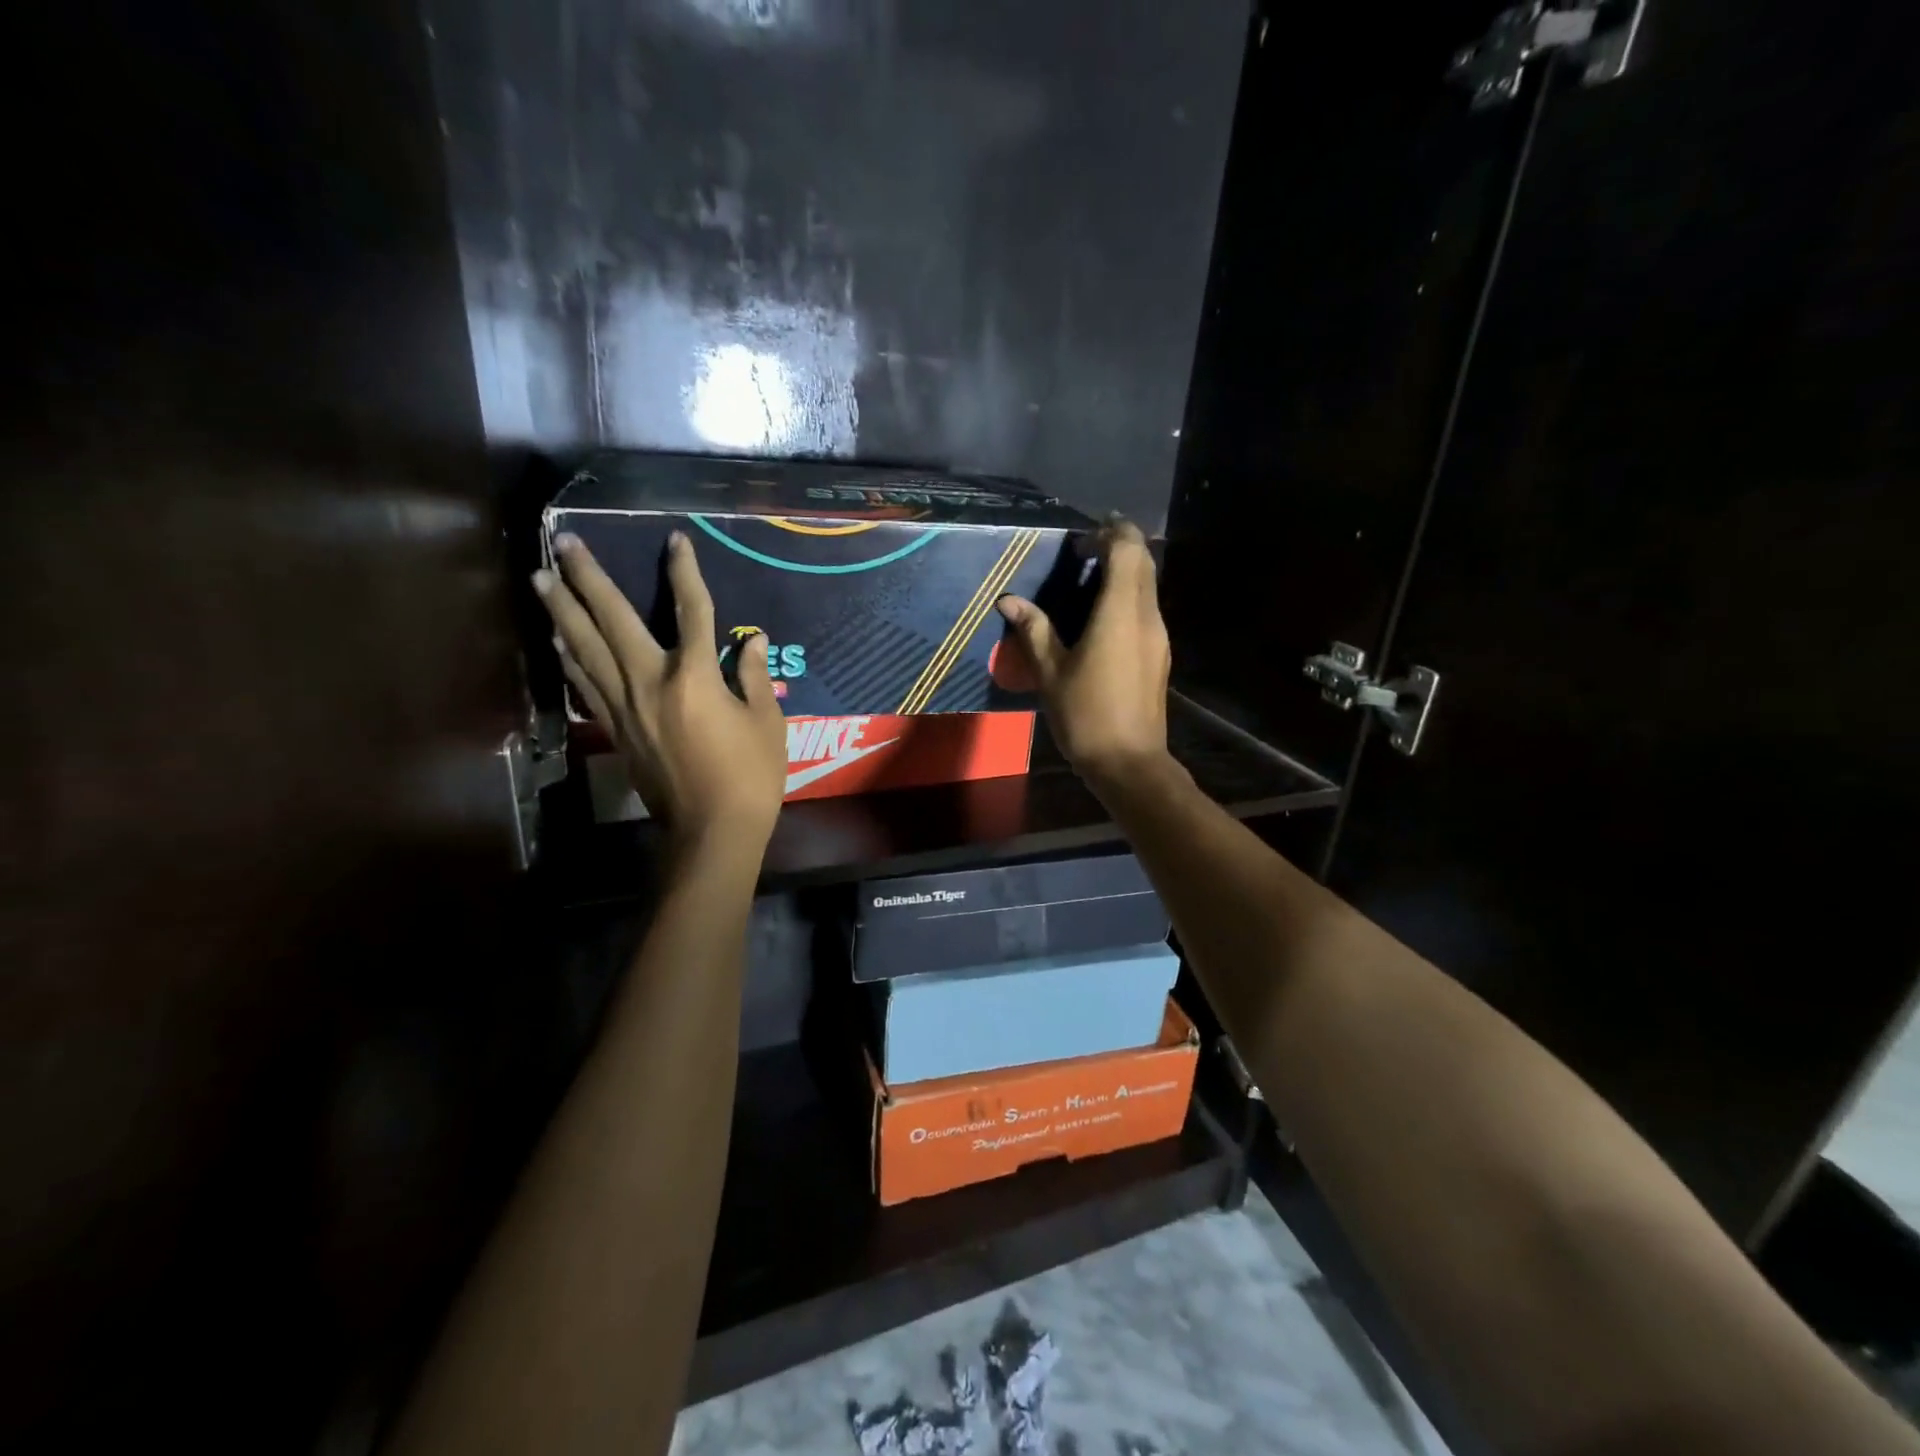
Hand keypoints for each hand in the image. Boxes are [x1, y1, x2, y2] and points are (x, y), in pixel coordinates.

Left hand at [534, 531, 786, 852]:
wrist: (711, 830)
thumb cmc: (751, 776)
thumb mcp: (767, 723)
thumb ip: (756, 677)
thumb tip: (754, 641)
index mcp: (696, 677)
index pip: (691, 611)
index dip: (684, 573)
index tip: (675, 540)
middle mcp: (651, 682)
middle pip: (614, 620)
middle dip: (590, 578)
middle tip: (565, 543)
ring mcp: (626, 707)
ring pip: (587, 649)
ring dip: (563, 611)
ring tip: (542, 579)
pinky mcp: (616, 730)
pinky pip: (586, 685)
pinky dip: (569, 659)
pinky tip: (557, 640)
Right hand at [995, 517, 1171, 789]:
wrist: (1129, 762)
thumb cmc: (1086, 715)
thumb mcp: (1050, 672)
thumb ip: (1033, 629)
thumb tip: (1008, 600)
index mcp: (1120, 613)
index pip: (1128, 550)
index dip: (1110, 532)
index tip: (1083, 535)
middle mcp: (1147, 616)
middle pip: (1144, 562)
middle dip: (1118, 545)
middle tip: (1083, 550)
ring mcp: (1158, 635)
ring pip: (1148, 585)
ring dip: (1124, 571)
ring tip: (1088, 578)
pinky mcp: (1159, 653)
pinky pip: (1146, 608)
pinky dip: (1127, 596)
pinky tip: (1100, 615)